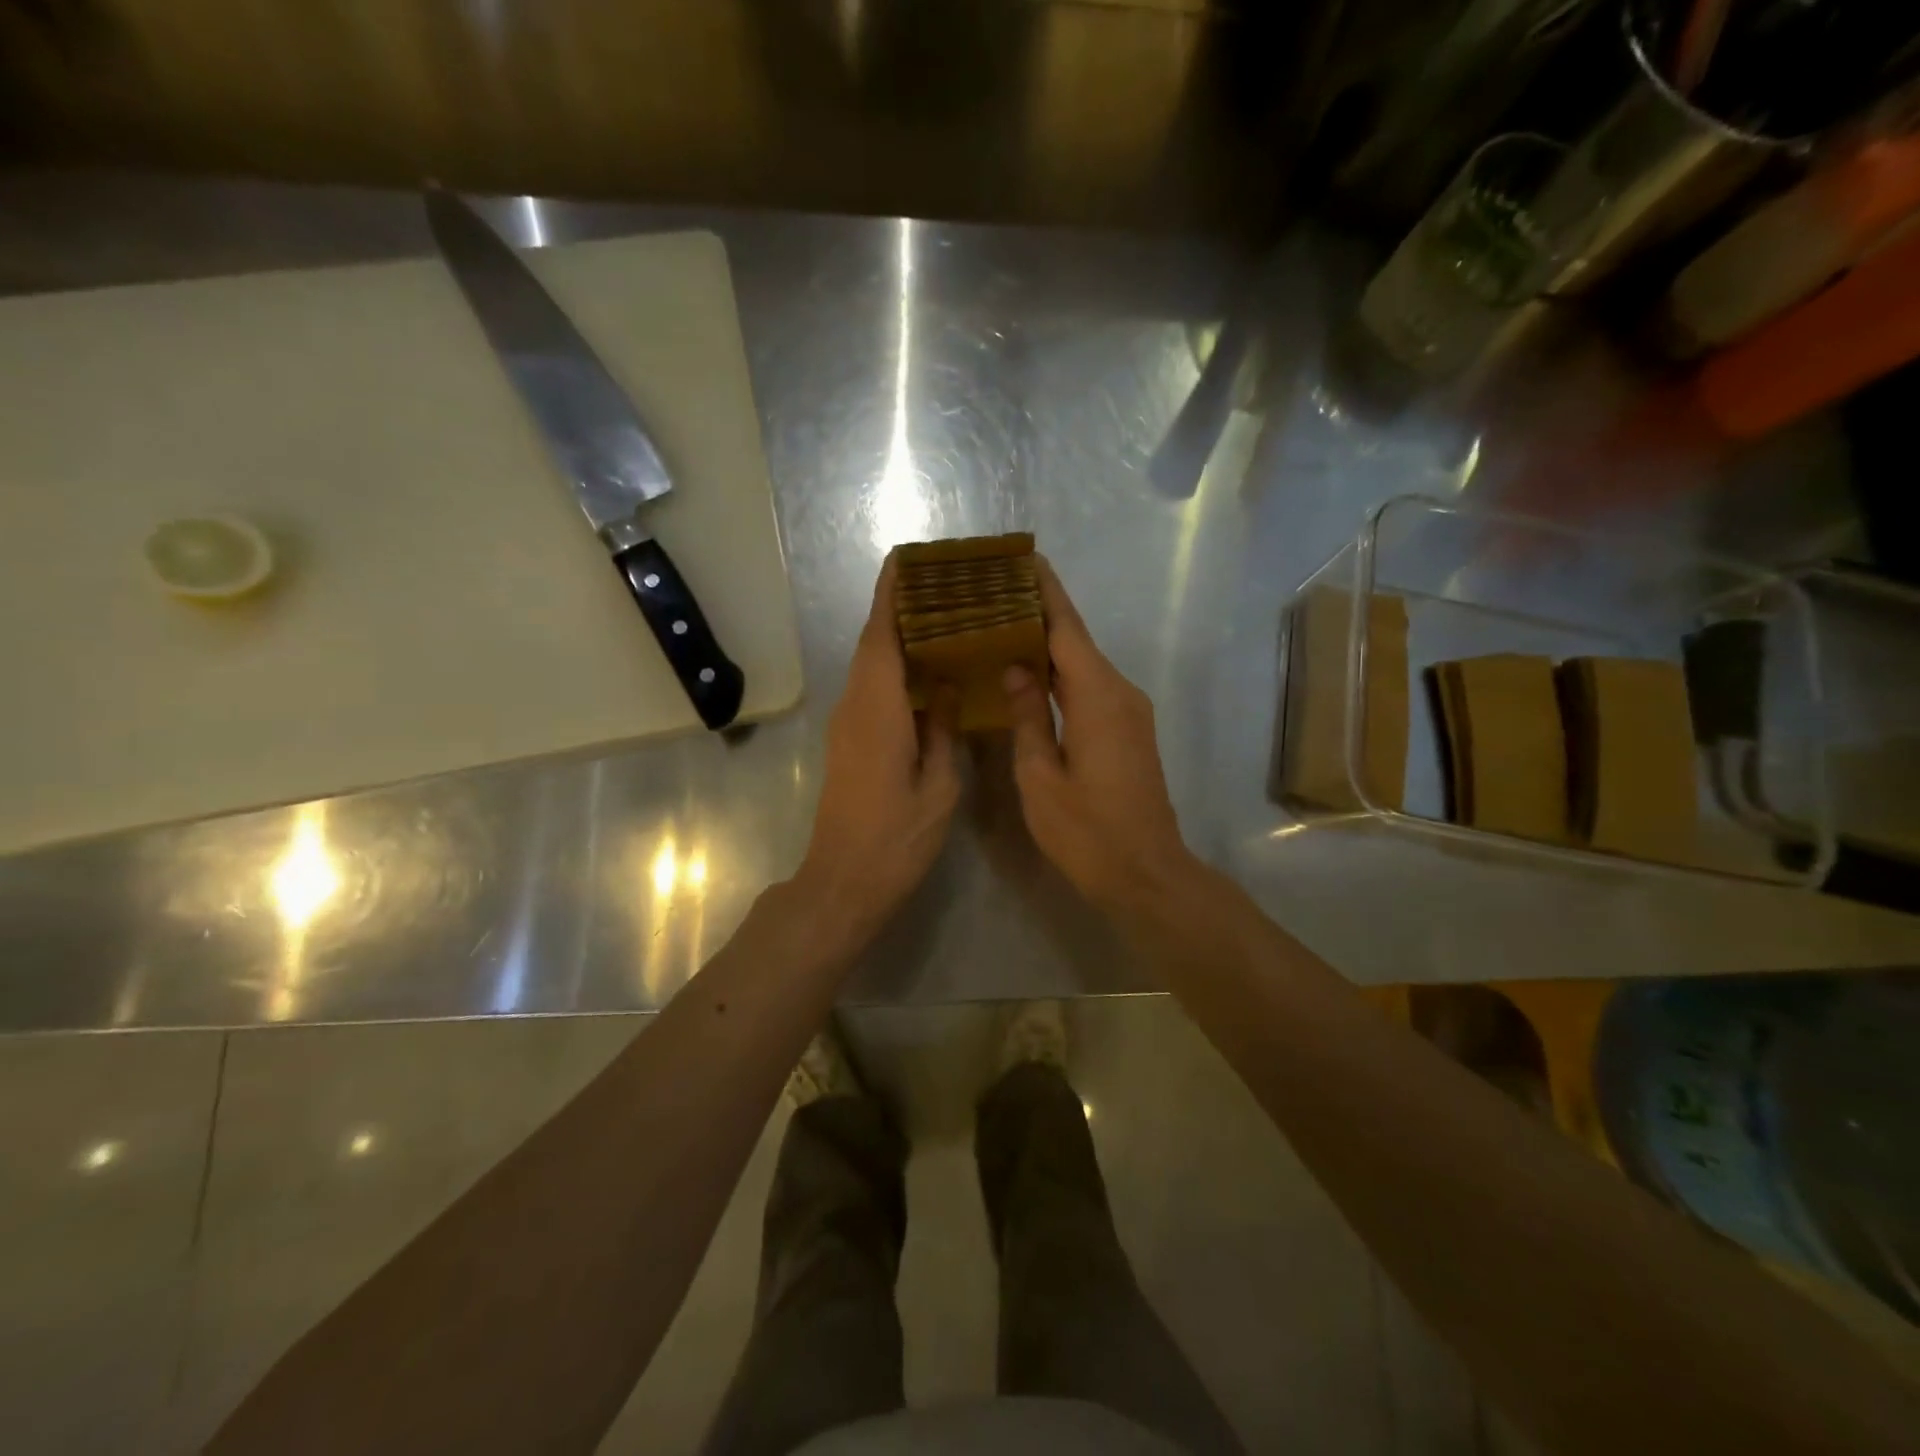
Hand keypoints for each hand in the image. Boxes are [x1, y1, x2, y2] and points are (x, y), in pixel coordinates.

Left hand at [794, 555, 960, 948]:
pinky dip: (894, 671)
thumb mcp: (937, 787)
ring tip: (941, 621)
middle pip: (873, 645)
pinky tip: (926, 675)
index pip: (881, 637)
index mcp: (878, 711)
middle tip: (941, 587)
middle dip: (898, 610)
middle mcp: (855, 708)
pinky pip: (872, 691)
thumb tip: (942, 689)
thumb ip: (941, 732)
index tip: (905, 562)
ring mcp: (847, 726)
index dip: (891, 597)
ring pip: (871, 667)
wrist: (843, 881)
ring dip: (897, 640)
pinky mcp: (848, 743)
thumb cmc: (896, 838)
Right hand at [1004, 560, 1198, 913]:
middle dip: (1040, 613)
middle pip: (1076, 640)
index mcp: (1097, 696)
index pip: (1066, 628)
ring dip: (1049, 644)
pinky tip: (1031, 674)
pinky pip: (1090, 688)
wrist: (1147, 874)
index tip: (1022, 558)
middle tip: (996, 593)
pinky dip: (1061, 674)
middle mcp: (1120, 692)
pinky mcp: (1129, 731)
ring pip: (1084, 665)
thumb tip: (1017, 667)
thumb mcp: (1041, 776)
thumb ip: (1028, 716)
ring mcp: (1129, 712)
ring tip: (1004, 625)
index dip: (1044, 591)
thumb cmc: (1087, 832)